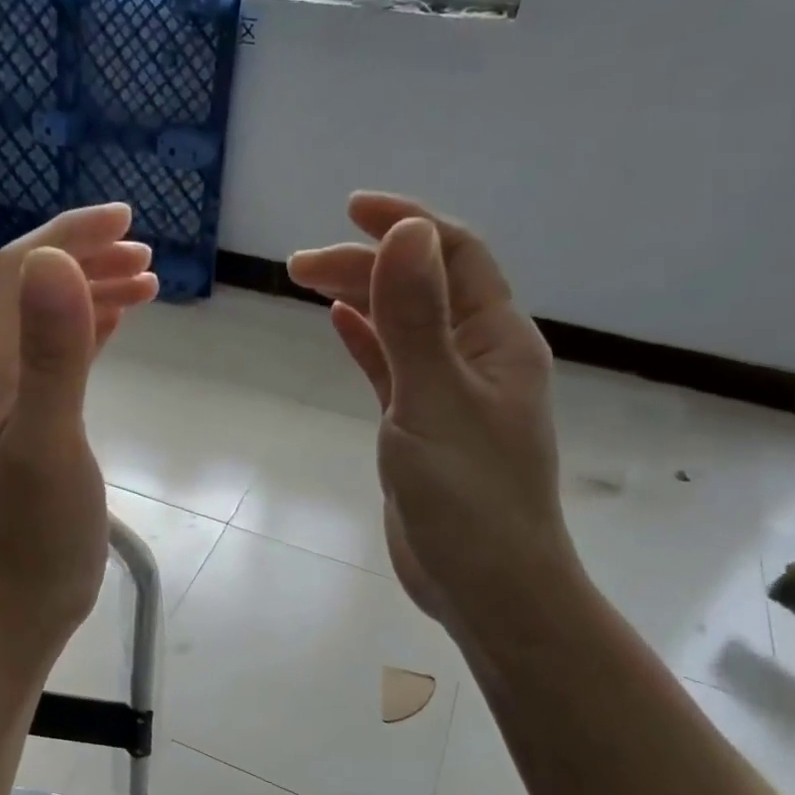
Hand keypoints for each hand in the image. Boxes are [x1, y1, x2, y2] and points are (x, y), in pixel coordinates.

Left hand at [0, 204, 156, 656]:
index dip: (68, 234)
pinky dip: (93, 328)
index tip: (126, 222)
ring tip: (147, 283)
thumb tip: (58, 260)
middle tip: (147, 256)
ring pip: (50, 319)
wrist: (24, 596)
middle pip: (33, 288)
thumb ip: (55, 352)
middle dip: (86, 257)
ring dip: (93, 290)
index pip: (20, 270)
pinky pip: (62, 354)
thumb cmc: (39, 527)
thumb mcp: (51, 437)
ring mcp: (15, 397)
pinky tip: (120, 324)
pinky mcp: (38, 421)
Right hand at [288, 193, 577, 630]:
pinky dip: (368, 340)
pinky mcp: (424, 426)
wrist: (486, 584)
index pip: (456, 254)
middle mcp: (479, 357)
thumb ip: (417, 318)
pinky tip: (339, 323)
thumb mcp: (434, 399)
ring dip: (363, 296)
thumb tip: (405, 233)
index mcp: (497, 340)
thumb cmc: (467, 495)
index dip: (407, 224)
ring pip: (405, 325)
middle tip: (297, 266)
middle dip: (366, 264)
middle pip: (423, 287)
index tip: (351, 210)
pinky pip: (395, 366)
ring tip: (308, 281)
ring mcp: (451, 393)